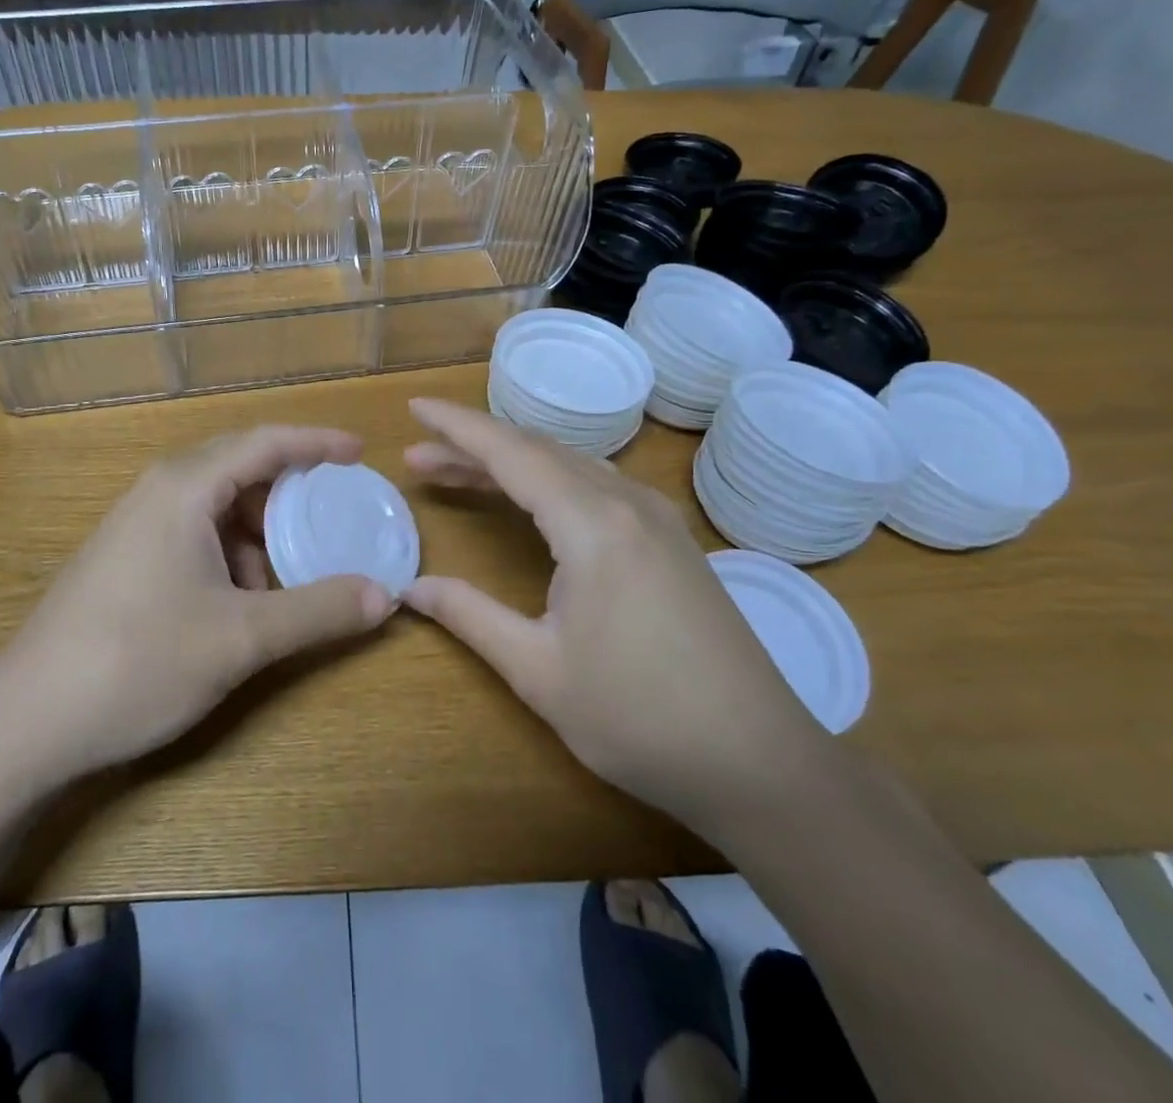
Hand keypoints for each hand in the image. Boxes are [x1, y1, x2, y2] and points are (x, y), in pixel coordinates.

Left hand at [0, 426, 393, 784]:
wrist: (24, 724)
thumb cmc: (137, 662)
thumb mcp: (240, 638)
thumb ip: (317, 611)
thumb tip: (386, 595)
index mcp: (184, 487)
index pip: (264, 442)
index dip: (316, 442)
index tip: (360, 451)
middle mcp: (158, 492)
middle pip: (240, 468)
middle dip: (291, 492)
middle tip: (335, 514)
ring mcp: (135, 526)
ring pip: (216, 507)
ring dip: (259, 532)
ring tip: (290, 573)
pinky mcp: (124, 559)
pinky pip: (194, 535)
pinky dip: (230, 554)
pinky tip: (241, 600)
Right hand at [402, 398, 824, 825]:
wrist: (761, 764)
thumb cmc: (640, 719)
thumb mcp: (538, 671)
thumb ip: (470, 616)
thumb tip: (411, 588)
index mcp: (593, 525)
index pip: (511, 453)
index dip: (458, 427)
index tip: (415, 408)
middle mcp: (627, 503)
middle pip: (537, 451)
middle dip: (473, 446)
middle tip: (419, 457)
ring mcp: (657, 519)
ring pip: (569, 465)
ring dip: (511, 462)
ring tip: (458, 472)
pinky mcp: (671, 540)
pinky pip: (595, 485)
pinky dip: (548, 480)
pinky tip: (530, 498)